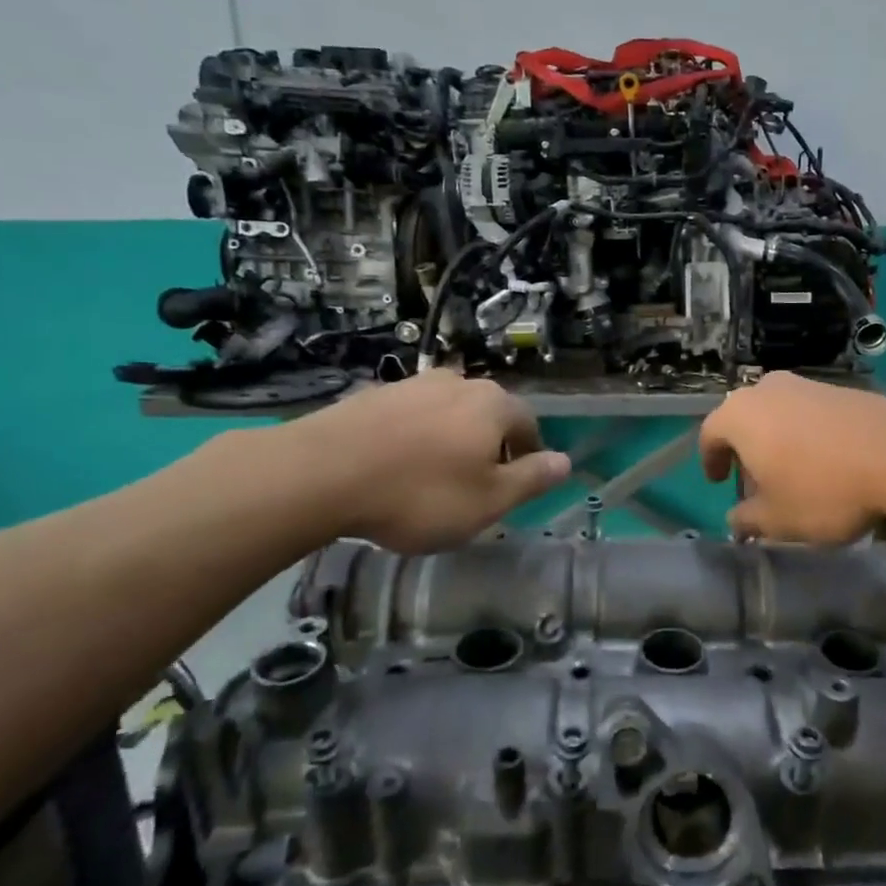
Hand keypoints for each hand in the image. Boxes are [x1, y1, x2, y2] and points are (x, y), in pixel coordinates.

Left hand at [271, 371, 569, 552]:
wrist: (319, 474)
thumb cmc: (419, 494)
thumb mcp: (488, 501)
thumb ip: (532, 479)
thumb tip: (565, 461)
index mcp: (492, 405)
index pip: (528, 423)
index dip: (529, 454)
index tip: (517, 484)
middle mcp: (457, 383)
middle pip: (488, 414)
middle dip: (489, 446)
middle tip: (476, 485)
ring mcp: (411, 384)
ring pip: (447, 413)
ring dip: (450, 440)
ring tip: (432, 478)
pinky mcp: (372, 395)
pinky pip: (410, 417)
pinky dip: (414, 438)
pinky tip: (395, 467)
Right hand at [699, 372, 885, 542]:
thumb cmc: (824, 489)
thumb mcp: (778, 519)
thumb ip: (749, 520)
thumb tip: (737, 519)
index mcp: (741, 415)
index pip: (710, 433)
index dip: (710, 460)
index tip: (718, 482)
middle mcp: (769, 390)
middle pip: (746, 420)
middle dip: (746, 450)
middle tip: (756, 482)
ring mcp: (809, 385)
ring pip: (780, 414)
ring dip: (779, 442)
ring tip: (795, 475)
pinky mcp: (845, 389)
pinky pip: (812, 413)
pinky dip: (810, 435)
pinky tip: (829, 463)